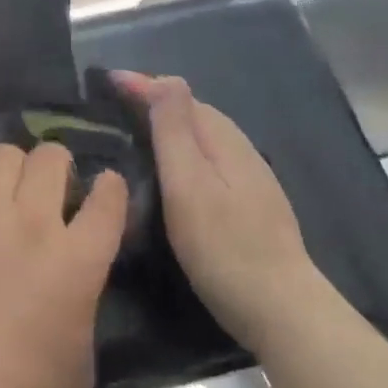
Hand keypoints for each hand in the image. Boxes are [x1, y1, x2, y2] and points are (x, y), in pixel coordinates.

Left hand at [0, 143, 127, 387]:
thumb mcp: (80, 362)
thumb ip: (82, 308)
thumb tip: (71, 289)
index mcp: (77, 261)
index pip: (107, 200)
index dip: (110, 188)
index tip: (106, 188)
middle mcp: (34, 224)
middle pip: (52, 158)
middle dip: (59, 165)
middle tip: (53, 189)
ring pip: (6, 154)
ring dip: (16, 169)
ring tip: (12, 193)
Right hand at [112, 72, 313, 341]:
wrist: (282, 310)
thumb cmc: (224, 246)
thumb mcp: (189, 184)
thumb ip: (175, 130)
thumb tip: (165, 77)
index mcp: (222, 138)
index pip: (177, 96)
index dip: (141, 85)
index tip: (106, 80)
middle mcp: (238, 147)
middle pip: (191, 111)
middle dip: (153, 98)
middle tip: (113, 101)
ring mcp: (249, 175)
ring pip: (201, 134)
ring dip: (168, 123)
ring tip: (133, 128)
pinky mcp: (249, 201)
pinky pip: (207, 156)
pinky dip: (182, 148)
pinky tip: (170, 168)